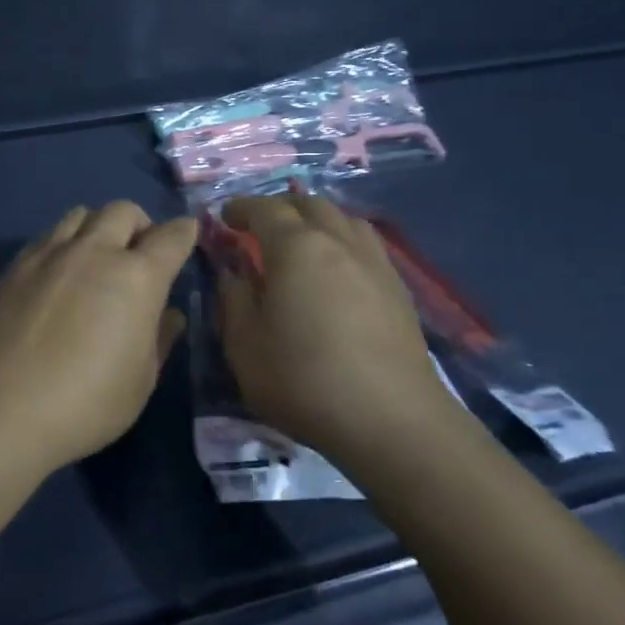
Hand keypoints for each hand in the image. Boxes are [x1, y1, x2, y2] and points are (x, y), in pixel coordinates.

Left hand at [0, 202, 197, 472]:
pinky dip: (62, 245)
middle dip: (139, 224)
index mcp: (136, 277)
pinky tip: (56, 276)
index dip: (183, 232)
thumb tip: (169, 314)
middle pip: (123, 211)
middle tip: (138, 254)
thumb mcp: (140, 381)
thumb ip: (159, 339)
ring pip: (80, 215)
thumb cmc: (85, 402)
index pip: (170, 237)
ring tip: (94, 259)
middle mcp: (94, 251)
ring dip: (97, 228)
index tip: (186, 234)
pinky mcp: (14, 266)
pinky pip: (46, 237)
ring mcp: (49, 254)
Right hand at [215, 195, 458, 464]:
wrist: (392, 420)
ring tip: (302, 241)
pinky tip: (338, 271)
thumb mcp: (245, 346)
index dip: (242, 208)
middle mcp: (339, 242)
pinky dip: (343, 242)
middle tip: (260, 228)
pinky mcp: (399, 289)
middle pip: (309, 204)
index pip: (265, 209)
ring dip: (317, 220)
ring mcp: (375, 263)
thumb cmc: (305, 380)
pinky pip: (366, 245)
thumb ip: (234, 300)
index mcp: (297, 248)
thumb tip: (235, 272)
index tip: (225, 216)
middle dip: (280, 208)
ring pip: (344, 219)